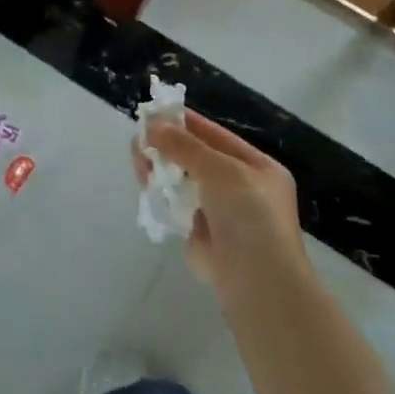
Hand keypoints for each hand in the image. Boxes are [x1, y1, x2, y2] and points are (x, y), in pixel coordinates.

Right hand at [136, 109, 305, 295]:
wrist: (256, 282)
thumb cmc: (248, 216)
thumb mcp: (220, 170)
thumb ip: (184, 146)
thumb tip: (151, 125)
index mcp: (258, 168)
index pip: (218, 137)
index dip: (188, 123)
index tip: (157, 111)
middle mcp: (242, 188)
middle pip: (198, 159)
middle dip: (169, 146)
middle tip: (139, 135)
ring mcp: (221, 213)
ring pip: (185, 182)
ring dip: (161, 168)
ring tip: (136, 156)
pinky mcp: (201, 236)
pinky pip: (178, 206)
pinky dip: (162, 195)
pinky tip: (144, 183)